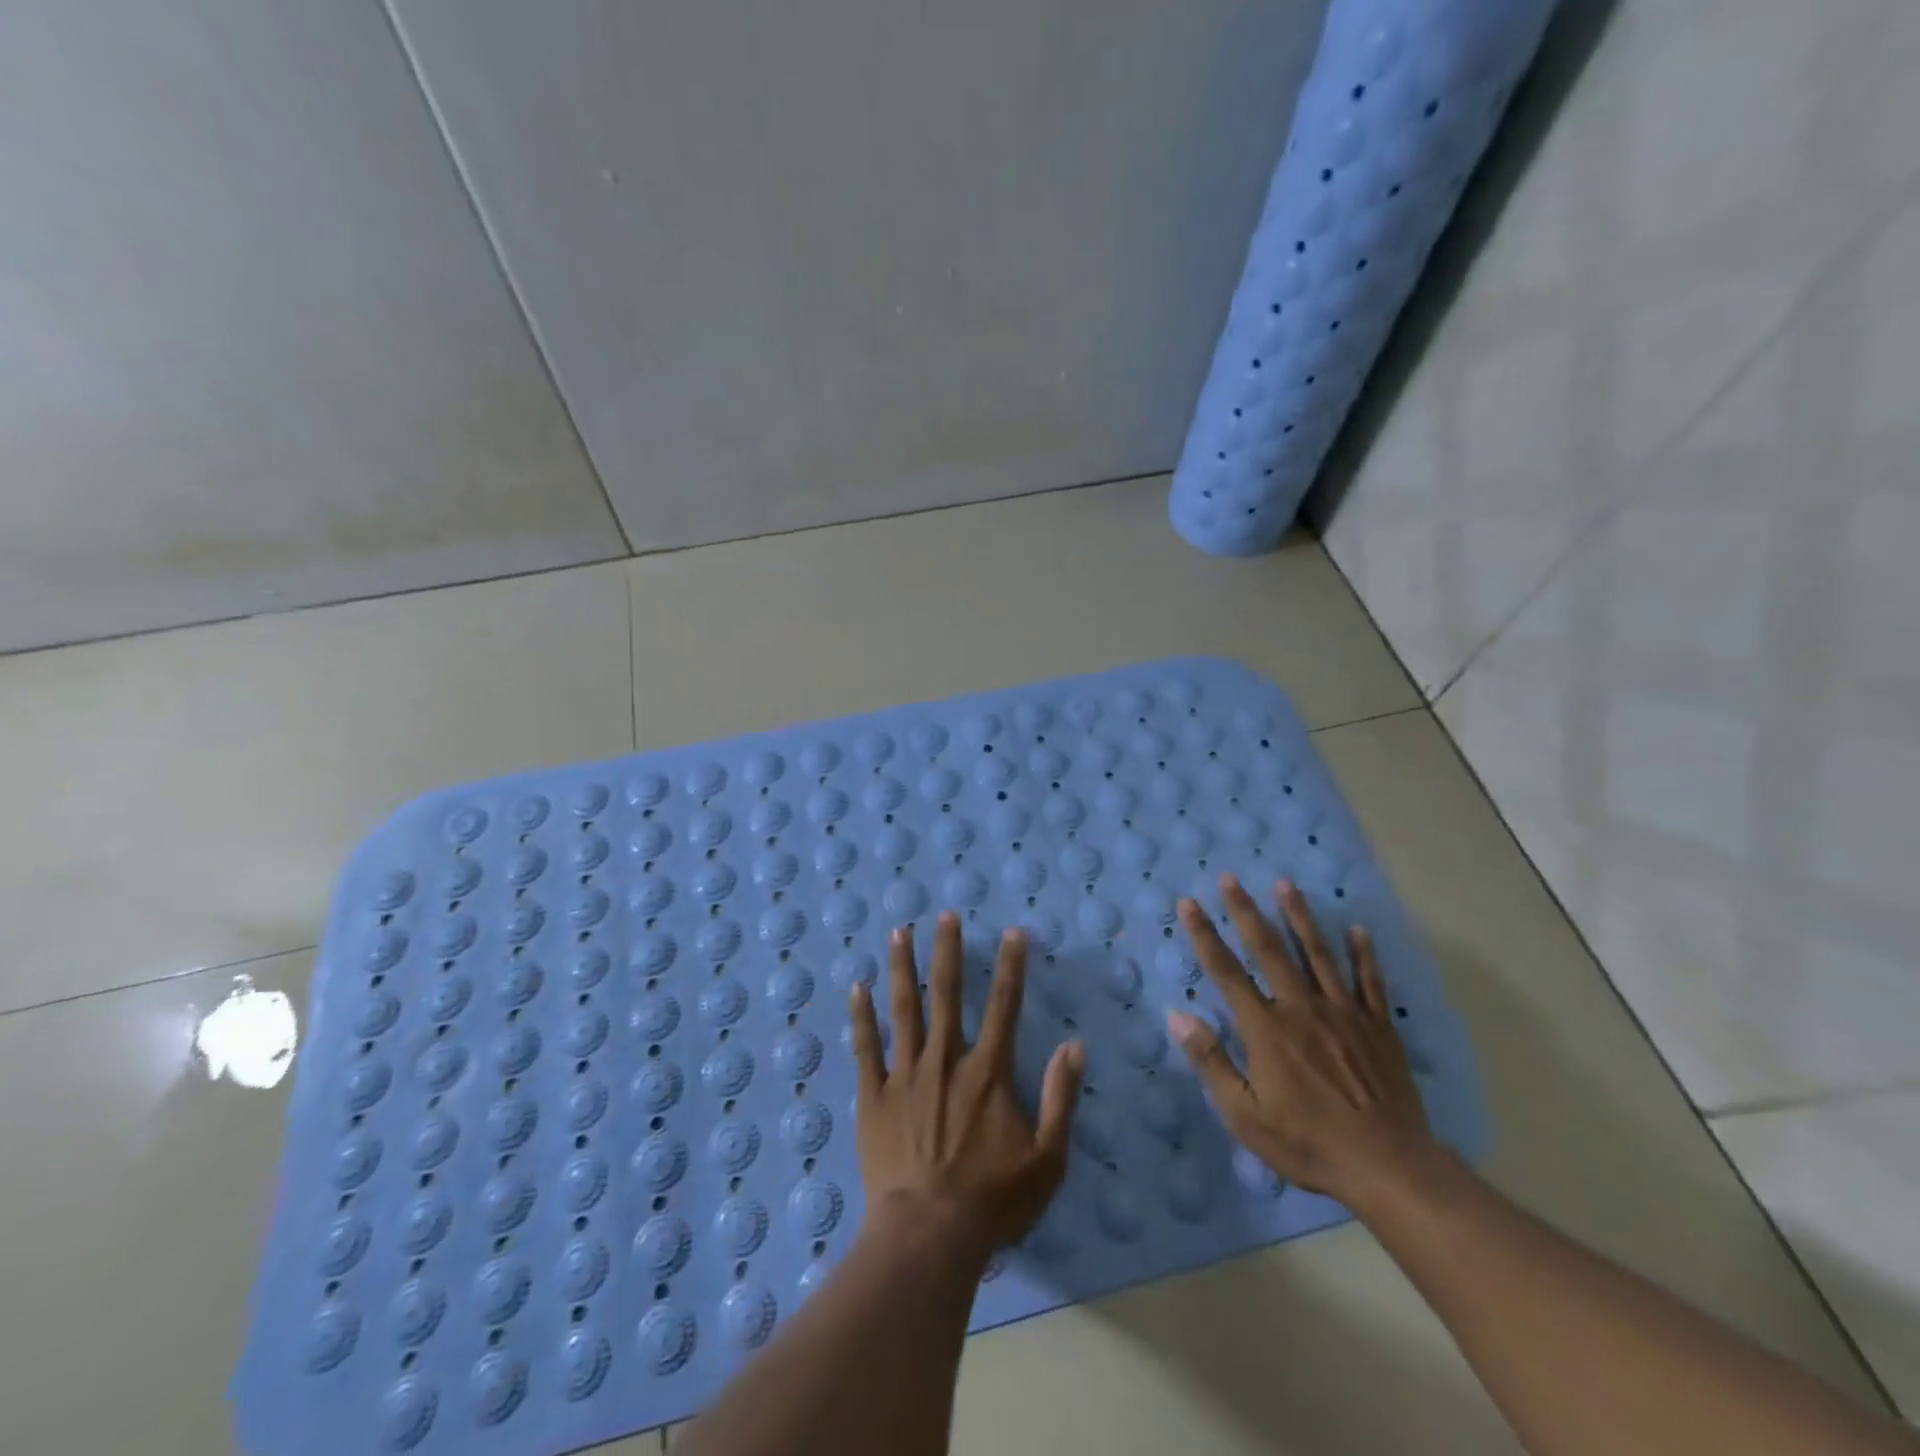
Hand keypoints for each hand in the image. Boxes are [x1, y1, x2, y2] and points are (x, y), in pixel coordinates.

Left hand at [850, 913, 1084, 1260]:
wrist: (927, 1236)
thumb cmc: (992, 1201)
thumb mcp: (1047, 1159)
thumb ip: (1062, 1099)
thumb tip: (1074, 1045)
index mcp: (987, 1072)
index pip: (1005, 1007)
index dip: (1012, 967)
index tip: (1014, 932)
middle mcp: (945, 1061)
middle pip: (948, 994)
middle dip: (949, 951)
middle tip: (945, 914)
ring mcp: (905, 1075)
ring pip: (903, 1009)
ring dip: (903, 968)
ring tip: (900, 931)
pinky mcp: (874, 1096)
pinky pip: (866, 1047)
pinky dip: (862, 1016)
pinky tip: (858, 987)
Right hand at [1168, 875, 1434, 1206]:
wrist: (1389, 1168)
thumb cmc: (1309, 1143)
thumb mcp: (1245, 1115)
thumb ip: (1211, 1062)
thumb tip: (1177, 1016)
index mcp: (1266, 1029)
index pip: (1226, 971)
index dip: (1204, 935)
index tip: (1189, 904)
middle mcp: (1301, 1008)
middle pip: (1269, 949)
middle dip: (1246, 911)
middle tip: (1231, 878)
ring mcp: (1344, 1013)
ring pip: (1317, 953)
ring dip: (1299, 916)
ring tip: (1285, 884)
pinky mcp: (1379, 1027)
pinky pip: (1370, 981)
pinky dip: (1363, 954)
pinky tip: (1358, 930)